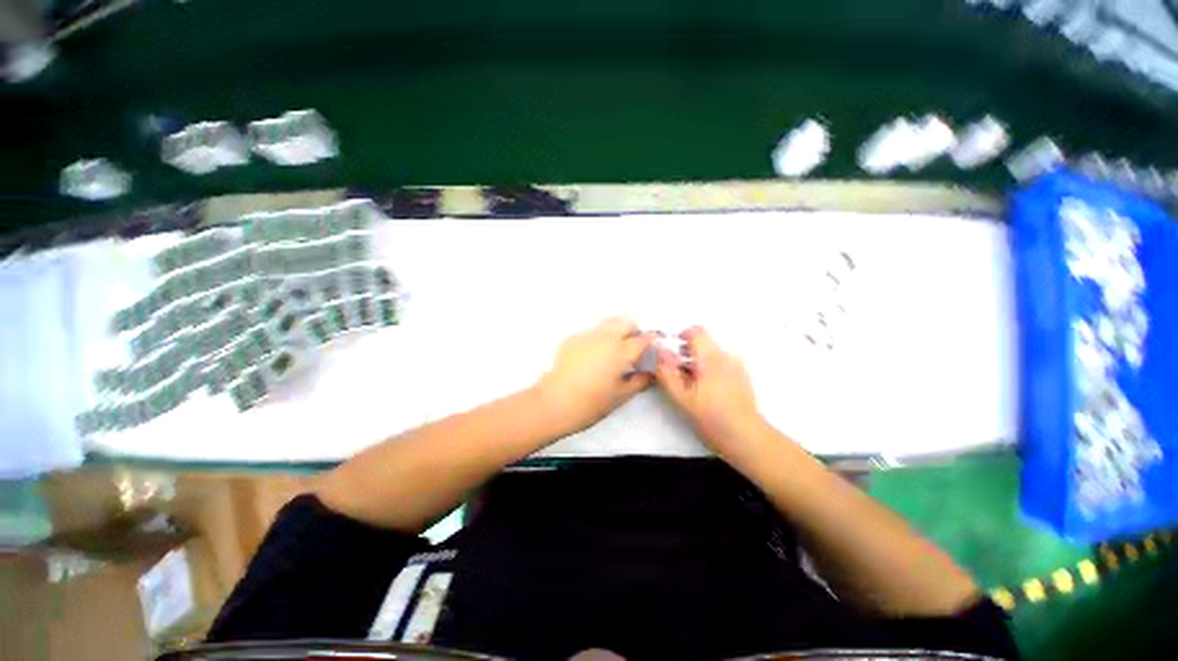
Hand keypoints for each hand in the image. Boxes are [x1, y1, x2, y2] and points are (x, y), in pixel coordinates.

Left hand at [536, 316, 653, 435]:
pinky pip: (591, 332)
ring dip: (616, 331)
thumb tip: (650, 373)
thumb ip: (640, 381)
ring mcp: (587, 335)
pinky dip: (598, 339)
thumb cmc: (591, 404)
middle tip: (632, 348)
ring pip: (608, 323)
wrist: (553, 403)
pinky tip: (592, 357)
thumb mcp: (621, 396)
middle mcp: (606, 337)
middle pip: (626, 321)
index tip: (652, 349)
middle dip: (633, 330)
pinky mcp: (572, 338)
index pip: (644, 339)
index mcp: (621, 351)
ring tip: (612, 351)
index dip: (651, 342)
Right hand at [653, 326, 763, 456]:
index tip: (672, 356)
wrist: (746, 438)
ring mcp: (737, 365)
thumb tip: (660, 351)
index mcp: (711, 358)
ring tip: (694, 386)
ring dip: (698, 363)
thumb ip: (667, 372)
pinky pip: (721, 362)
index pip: (696, 331)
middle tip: (680, 376)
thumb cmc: (712, 418)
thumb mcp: (681, 398)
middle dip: (687, 354)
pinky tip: (709, 391)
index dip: (680, 338)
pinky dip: (710, 369)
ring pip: (711, 353)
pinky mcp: (742, 375)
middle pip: (703, 342)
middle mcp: (727, 356)